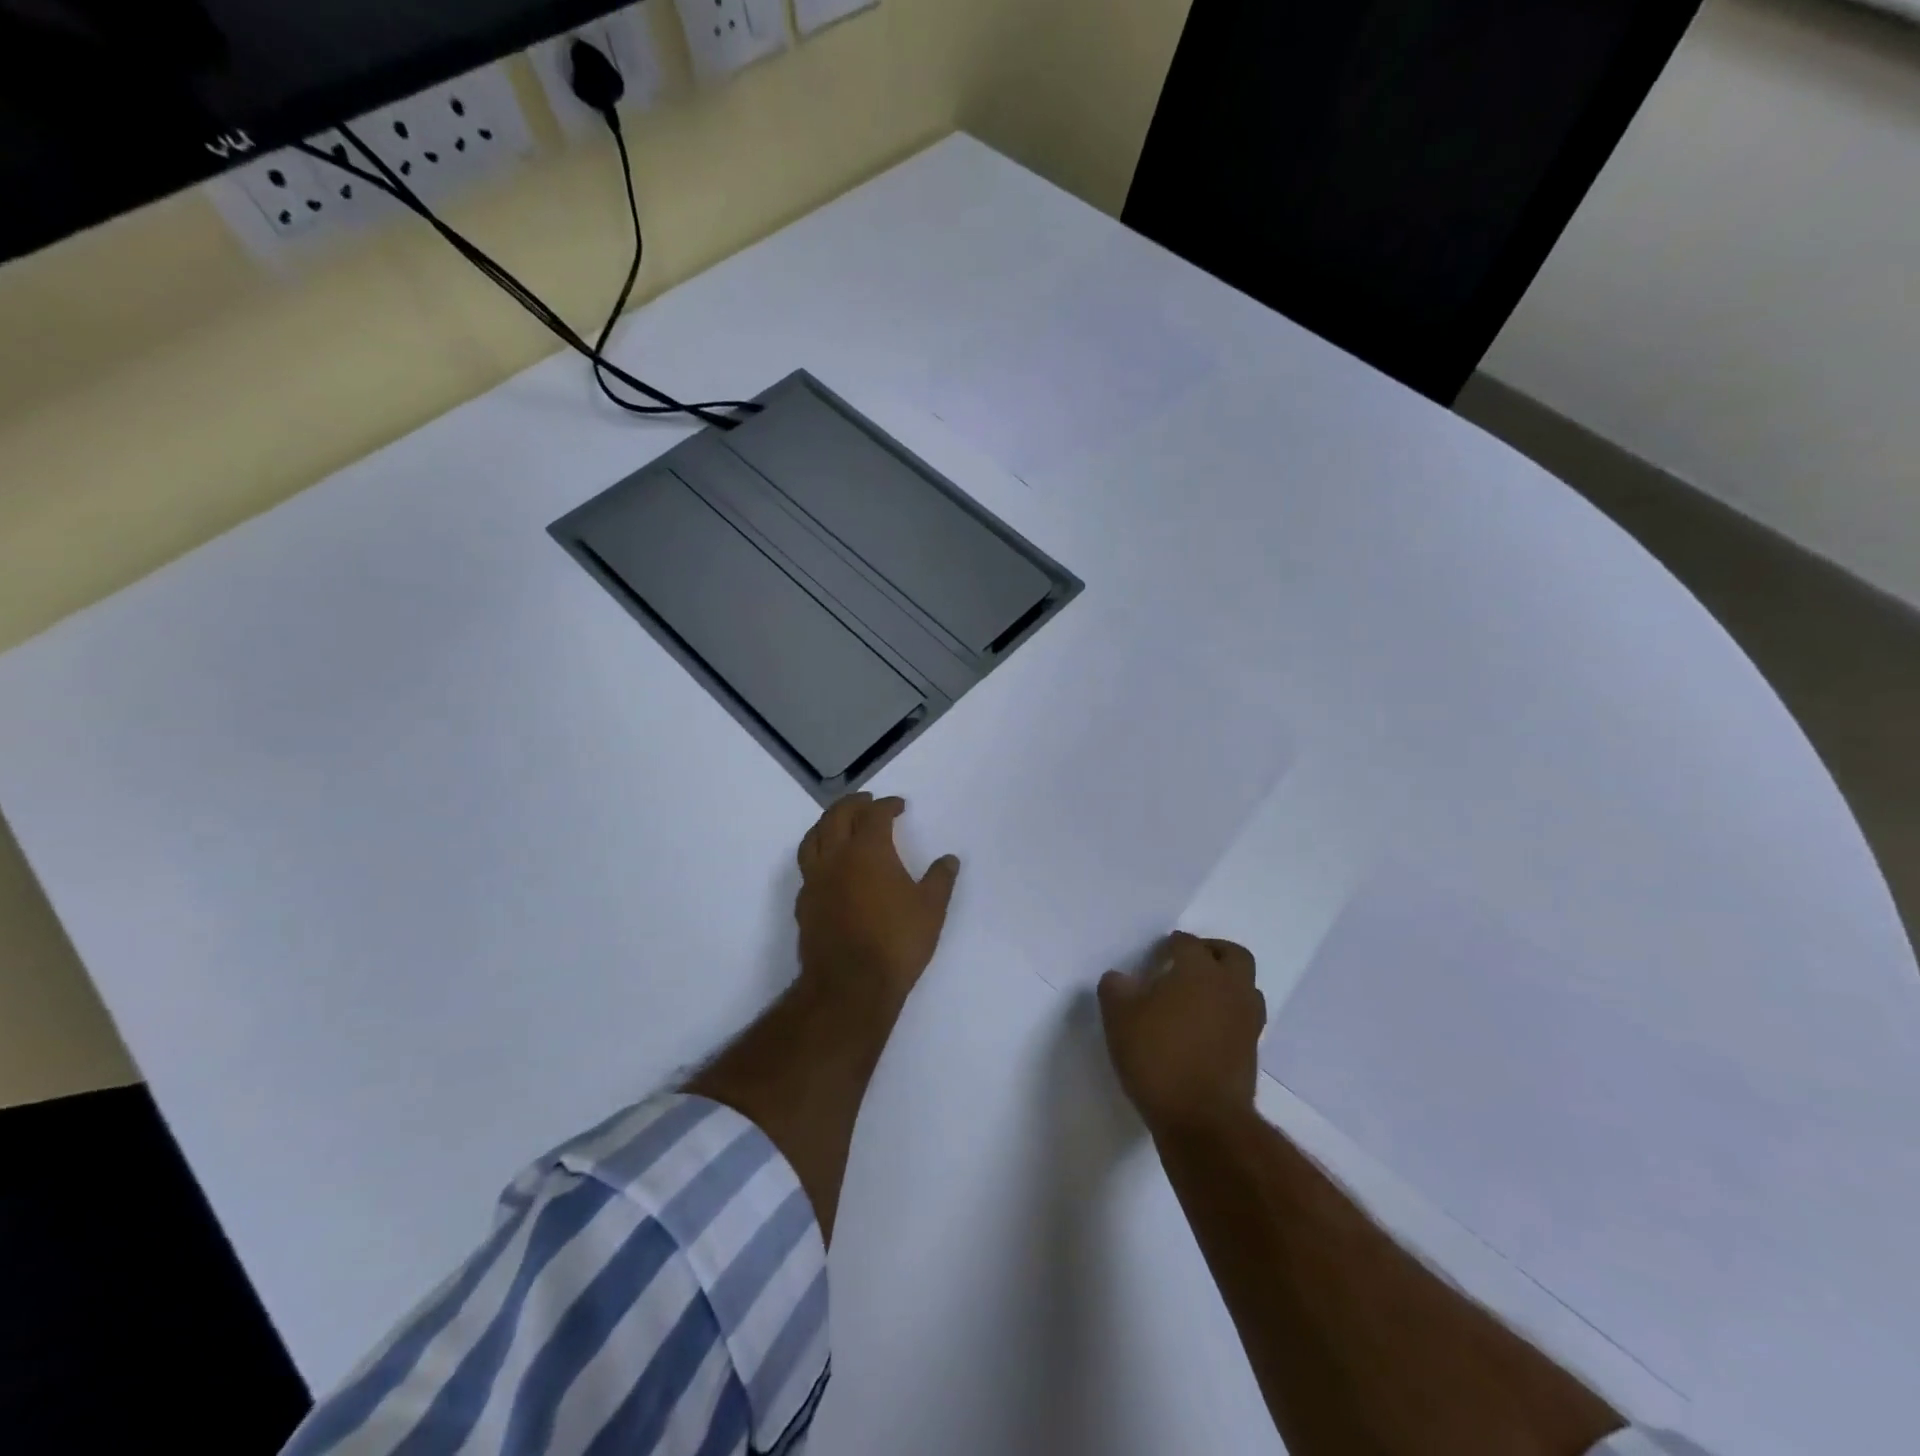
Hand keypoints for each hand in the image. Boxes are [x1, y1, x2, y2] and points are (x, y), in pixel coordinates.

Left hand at [796, 793, 960, 1012]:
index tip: (898, 805)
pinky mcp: (803, 904)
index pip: (874, 815)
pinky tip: (829, 866)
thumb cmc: (896, 942)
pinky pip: (807, 867)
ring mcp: (815, 880)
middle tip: (867, 801)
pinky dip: (818, 854)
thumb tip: (949, 859)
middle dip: (853, 804)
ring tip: (840, 823)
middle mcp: (836, 857)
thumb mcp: (931, 909)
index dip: (887, 805)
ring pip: (813, 838)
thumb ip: (940, 879)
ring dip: (827, 823)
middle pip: (837, 816)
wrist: (849, 985)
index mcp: (868, 850)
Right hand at [1099, 931, 1265, 1133]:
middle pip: (1233, 955)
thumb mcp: (1119, 1017)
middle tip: (1188, 962)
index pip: (1188, 944)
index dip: (1171, 946)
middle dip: (1212, 952)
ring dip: (1226, 983)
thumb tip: (1121, 978)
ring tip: (1198, 996)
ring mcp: (1247, 1021)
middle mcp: (1229, 988)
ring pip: (1245, 987)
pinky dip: (1228, 1013)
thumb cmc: (1158, 1057)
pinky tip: (1204, 1028)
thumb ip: (1116, 988)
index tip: (1155, 957)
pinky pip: (1244, 1018)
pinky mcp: (1252, 1051)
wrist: (1202, 1120)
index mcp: (1199, 970)